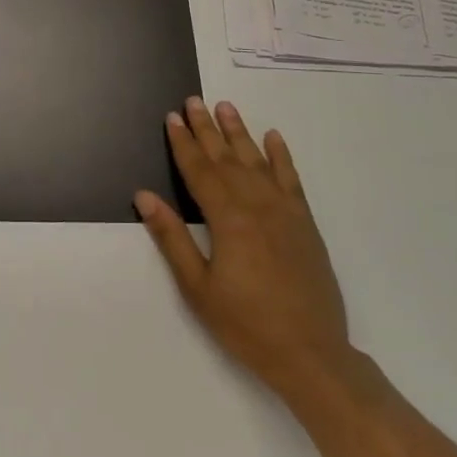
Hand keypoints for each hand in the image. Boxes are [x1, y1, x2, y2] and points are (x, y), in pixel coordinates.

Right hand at [135, 97, 356, 409]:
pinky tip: (273, 138)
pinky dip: (282, 156)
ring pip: (257, 161)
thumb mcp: (198, 288)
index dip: (183, 143)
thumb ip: (171, 238)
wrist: (312, 355)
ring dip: (239, 133)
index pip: (199, 170)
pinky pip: (291, 180)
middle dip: (207, 128)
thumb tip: (144, 196)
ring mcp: (285, 212)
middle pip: (226, 159)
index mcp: (228, 219)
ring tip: (226, 108)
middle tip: (193, 101)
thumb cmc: (246, 324)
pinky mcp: (305, 224)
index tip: (172, 117)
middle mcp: (257, 205)